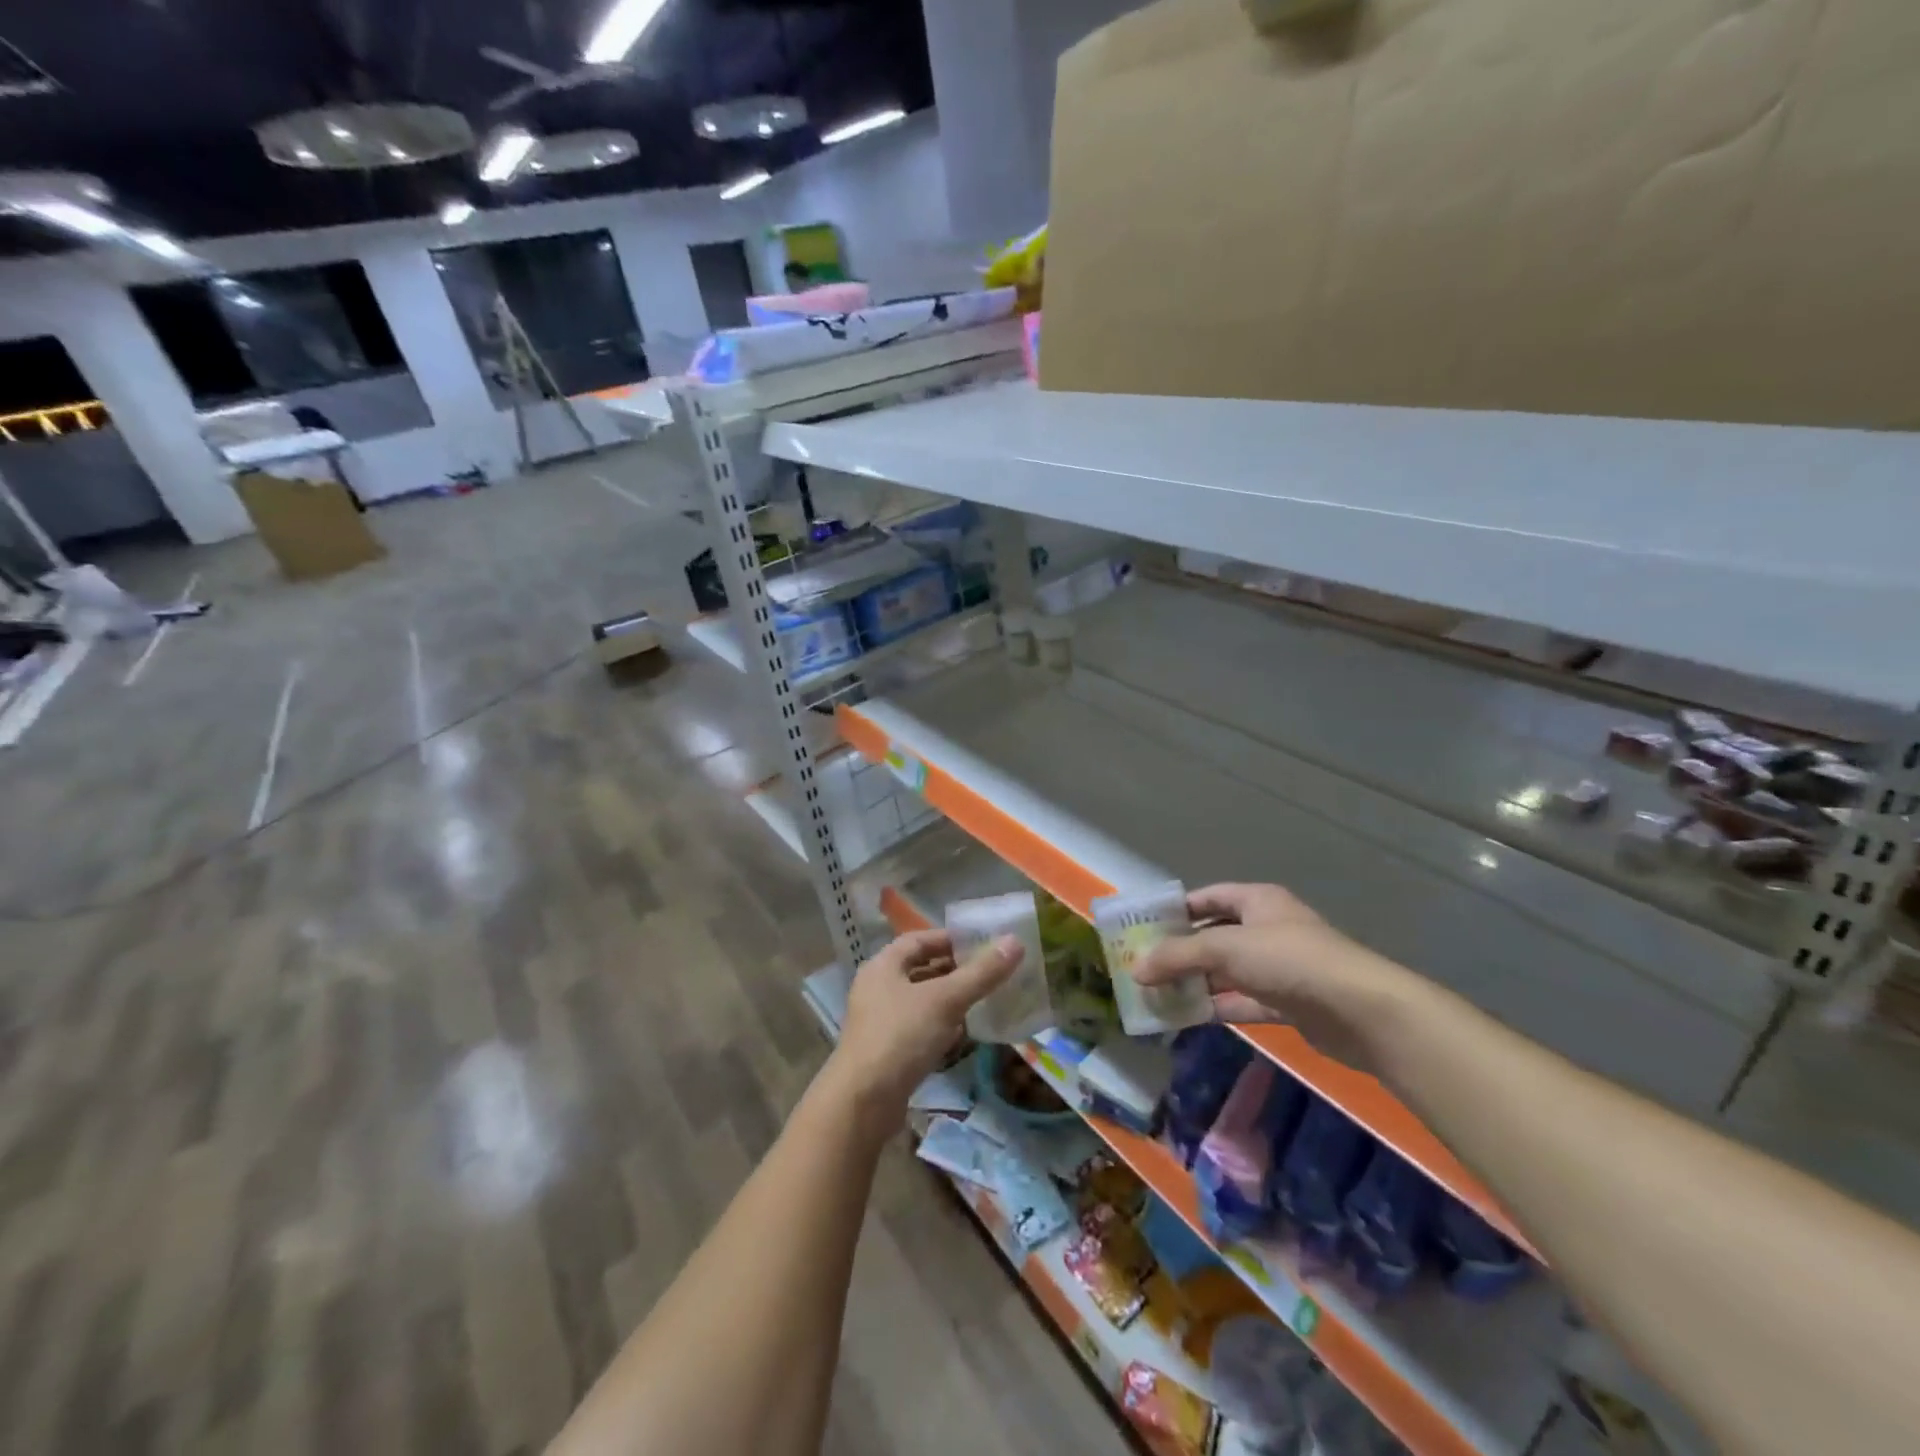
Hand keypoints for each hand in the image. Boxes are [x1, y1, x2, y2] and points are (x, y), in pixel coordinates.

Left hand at [828, 929, 1022, 1116]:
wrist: (862, 1104)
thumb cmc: (901, 1037)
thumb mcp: (945, 1000)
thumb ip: (981, 973)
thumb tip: (1015, 942)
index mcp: (883, 966)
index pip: (918, 940)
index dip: (949, 939)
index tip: (982, 943)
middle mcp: (878, 988)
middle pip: (920, 969)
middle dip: (954, 970)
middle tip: (990, 971)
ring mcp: (881, 1022)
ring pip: (922, 1001)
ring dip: (950, 999)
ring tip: (984, 999)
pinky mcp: (888, 1051)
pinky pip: (920, 1028)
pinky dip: (942, 1026)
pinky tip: (964, 1034)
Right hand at [1133, 883, 1412, 1072]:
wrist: (1360, 1011)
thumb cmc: (1289, 960)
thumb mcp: (1225, 948)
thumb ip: (1178, 956)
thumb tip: (1136, 969)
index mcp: (1258, 902)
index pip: (1209, 898)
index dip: (1177, 909)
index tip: (1144, 927)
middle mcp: (1268, 929)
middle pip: (1215, 936)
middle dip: (1181, 951)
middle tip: (1143, 966)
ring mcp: (1279, 968)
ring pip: (1227, 972)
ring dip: (1196, 983)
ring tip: (1156, 994)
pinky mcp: (1288, 1004)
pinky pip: (1242, 1001)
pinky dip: (1217, 1007)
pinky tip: (1187, 1017)